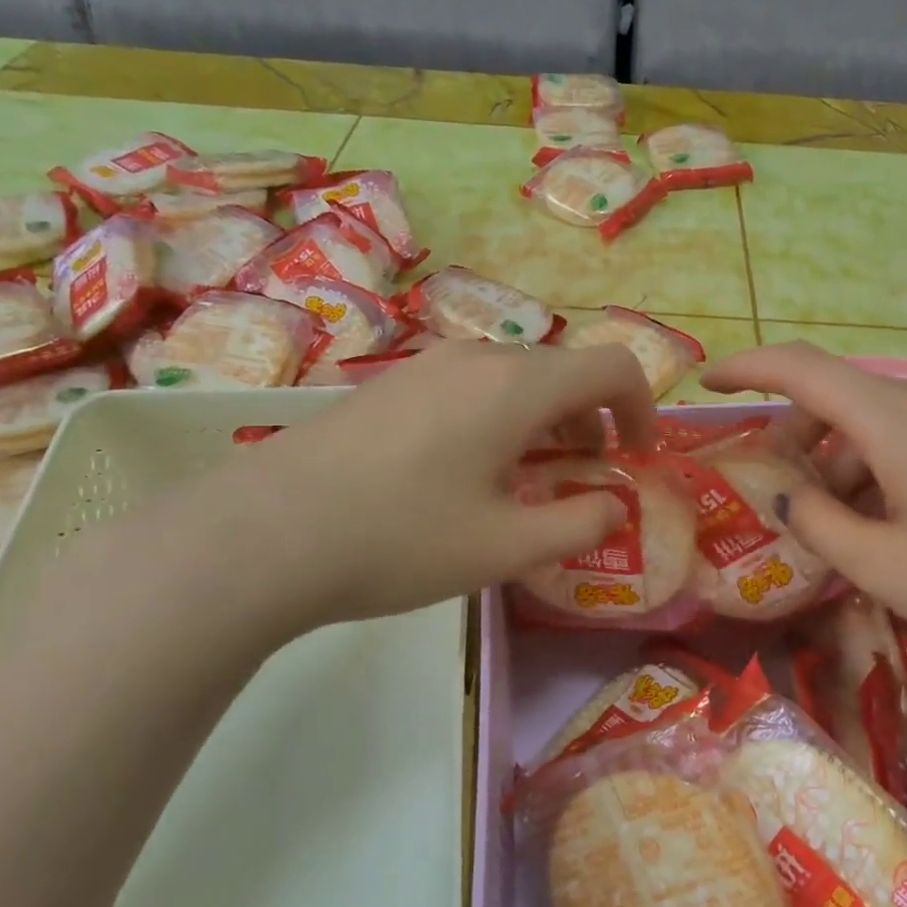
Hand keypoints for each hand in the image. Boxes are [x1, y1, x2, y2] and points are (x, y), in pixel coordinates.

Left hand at [70, 341, 656, 649]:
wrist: (263, 534)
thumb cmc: (400, 539)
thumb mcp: (506, 547)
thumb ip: (580, 524)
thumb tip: (615, 506)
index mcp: (518, 386)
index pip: (613, 366)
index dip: (643, 408)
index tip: (637, 457)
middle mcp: (477, 358)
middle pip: (564, 370)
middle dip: (593, 421)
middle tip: (586, 479)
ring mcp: (425, 365)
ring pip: (515, 377)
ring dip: (545, 420)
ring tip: (528, 480)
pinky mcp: (389, 384)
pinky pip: (469, 386)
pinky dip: (499, 418)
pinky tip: (464, 472)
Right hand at [704, 343, 906, 695]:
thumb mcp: (886, 567)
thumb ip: (819, 525)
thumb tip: (788, 493)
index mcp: (897, 420)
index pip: (802, 368)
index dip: (747, 367)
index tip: (706, 383)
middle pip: (838, 399)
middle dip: (791, 438)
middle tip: (769, 494)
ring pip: (875, 427)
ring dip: (835, 464)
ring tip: (827, 531)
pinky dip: (875, 475)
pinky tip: (883, 532)